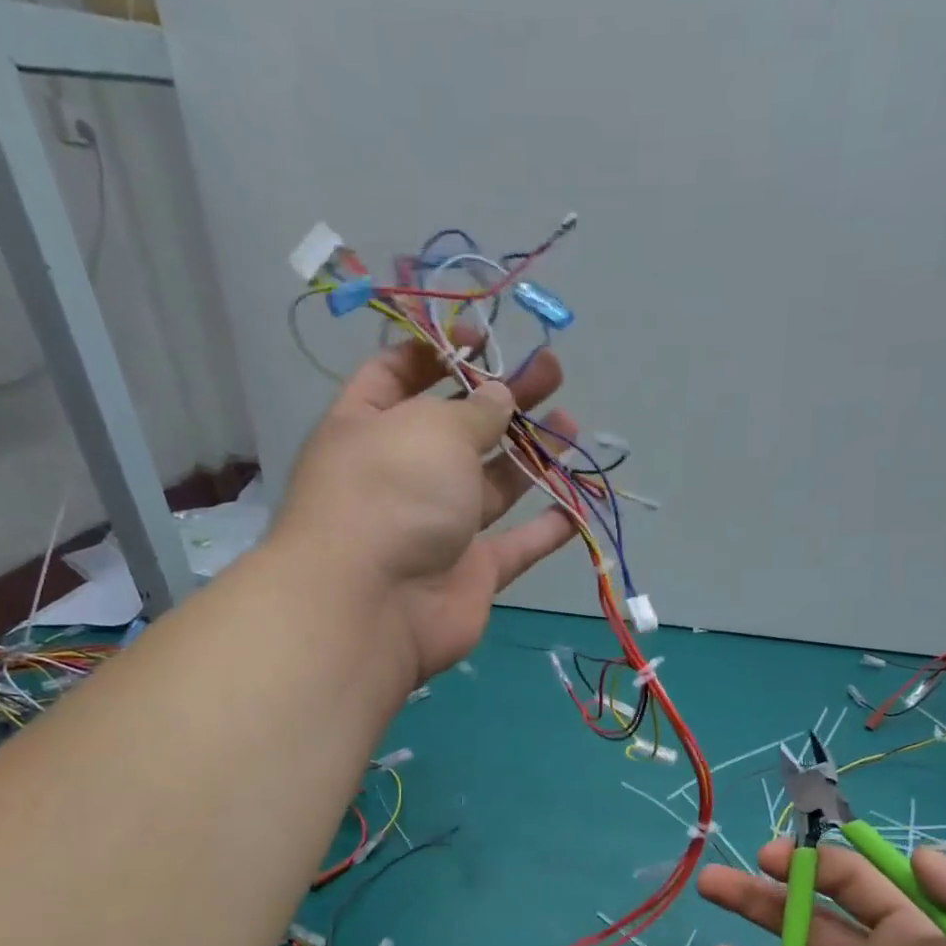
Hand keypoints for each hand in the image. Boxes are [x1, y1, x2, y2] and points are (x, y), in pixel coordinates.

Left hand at [273, 338, 577, 682]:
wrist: (373, 606)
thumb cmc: (391, 493)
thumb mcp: (431, 429)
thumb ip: (474, 410)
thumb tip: (499, 398)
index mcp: (369, 426)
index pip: (398, 375)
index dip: (440, 351)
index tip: (486, 339)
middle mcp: (402, 475)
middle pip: (458, 427)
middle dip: (503, 397)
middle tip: (551, 371)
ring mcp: (437, 527)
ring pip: (491, 485)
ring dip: (530, 455)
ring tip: (570, 424)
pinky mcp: (470, 572)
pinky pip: (514, 547)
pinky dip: (545, 530)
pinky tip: (575, 505)